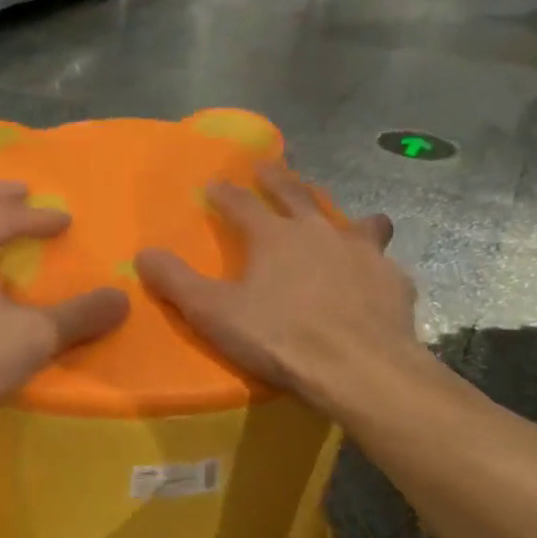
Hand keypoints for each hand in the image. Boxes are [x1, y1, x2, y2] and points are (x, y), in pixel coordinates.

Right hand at [134, 163, 422, 413]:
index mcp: (274, 236)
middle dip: (278, 180)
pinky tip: (372, 279)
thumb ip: (176, 282)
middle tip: (267, 167)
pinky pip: (382, 263)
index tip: (214, 184)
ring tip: (340, 218)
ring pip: (353, 221)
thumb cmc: (279, 338)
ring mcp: (363, 253)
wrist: (359, 370)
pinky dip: (372, 265)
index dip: (225, 194)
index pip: (242, 204)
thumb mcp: (213, 313)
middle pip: (297, 195)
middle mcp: (320, 232)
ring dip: (340, 216)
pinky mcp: (393, 281)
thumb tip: (143, 254)